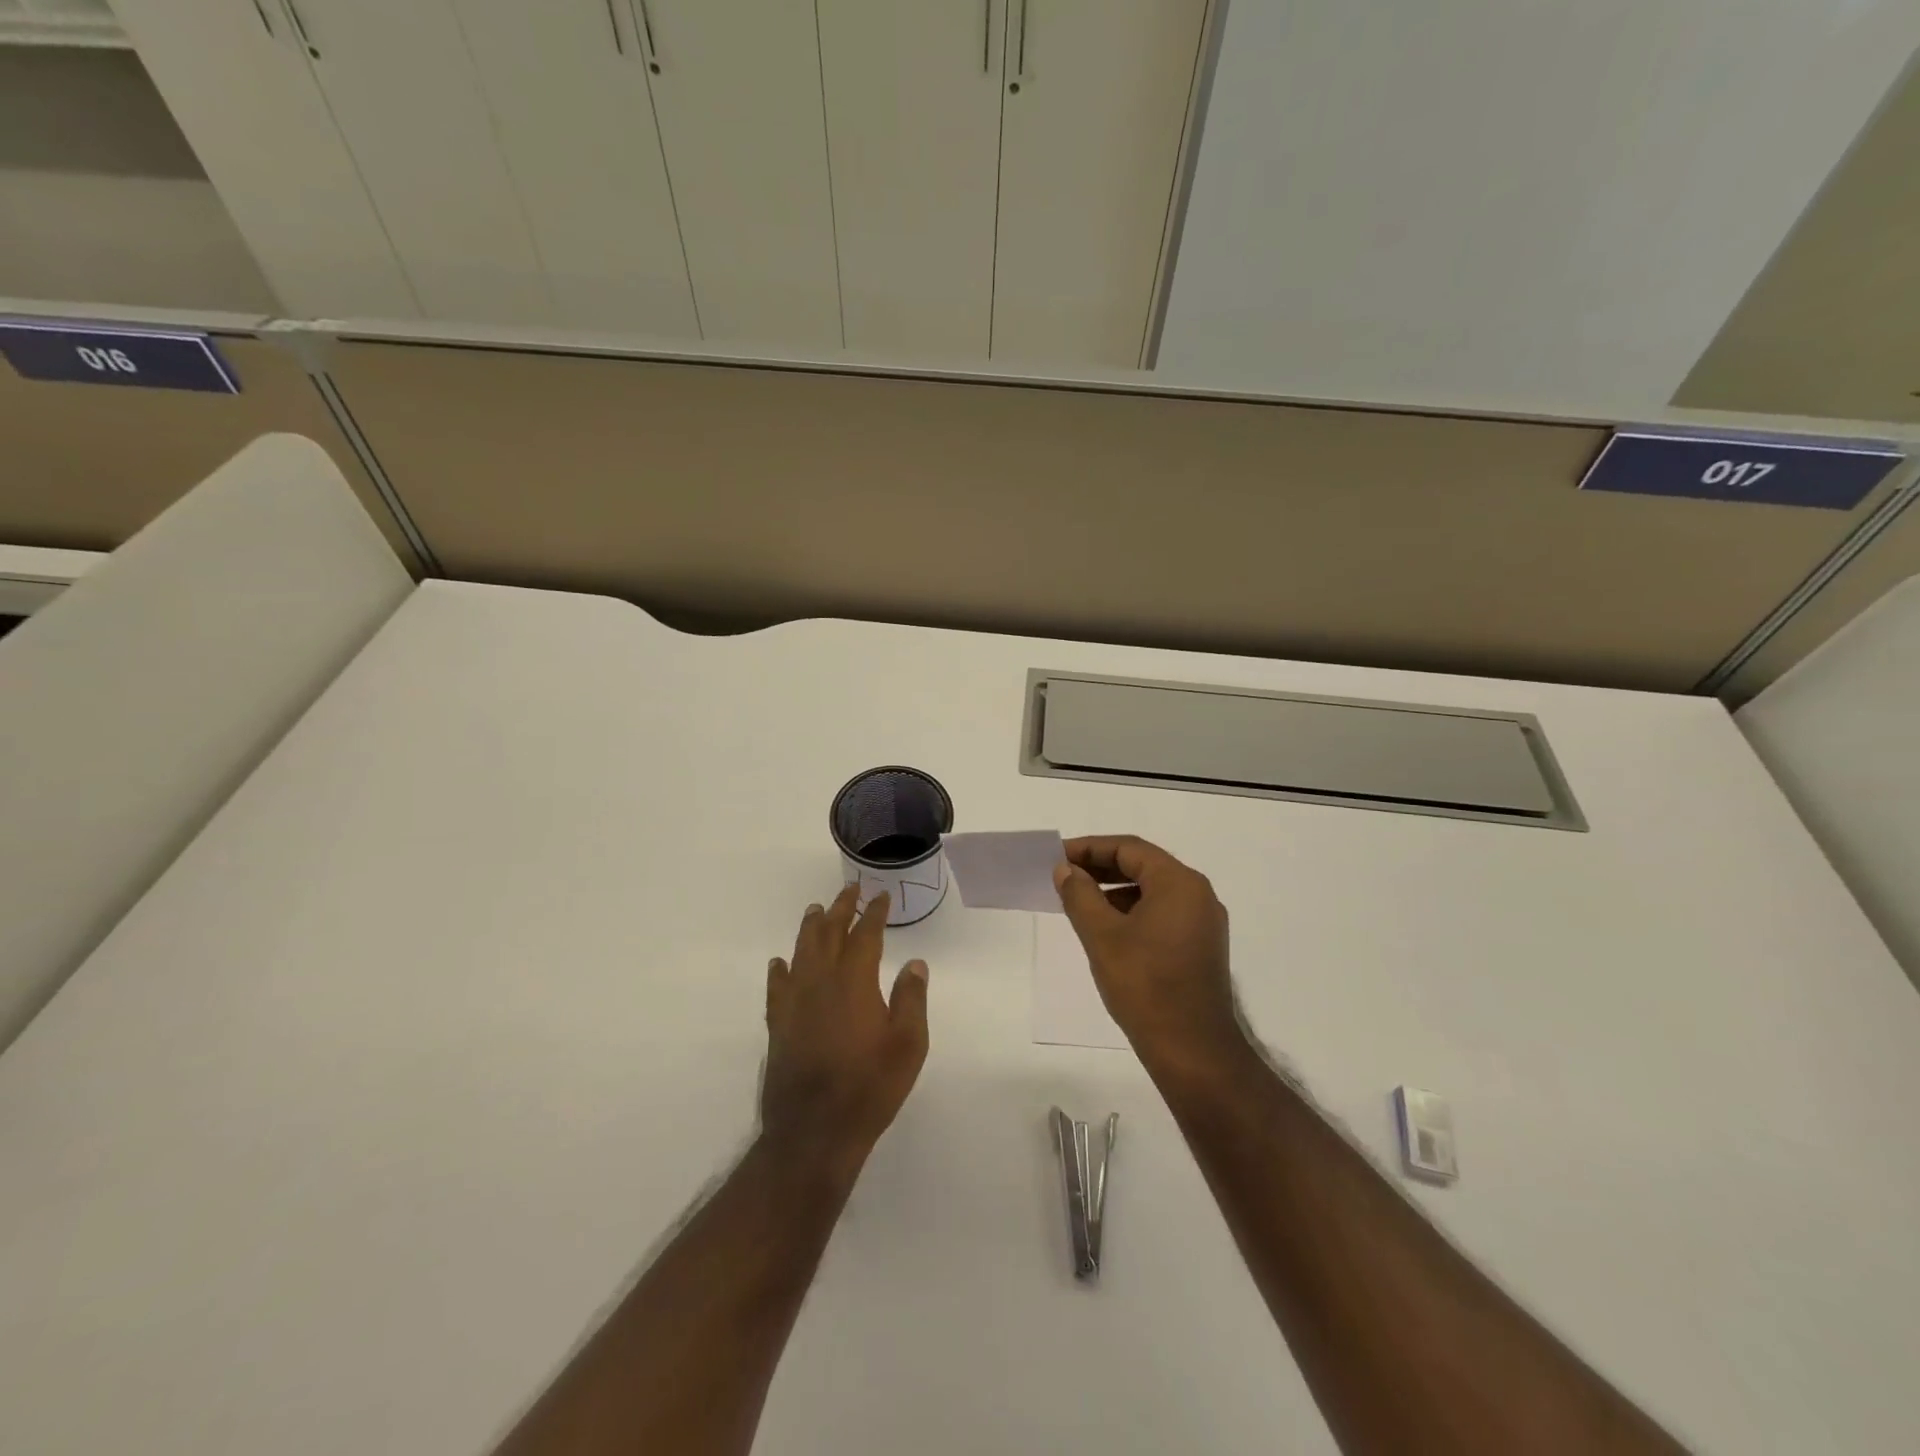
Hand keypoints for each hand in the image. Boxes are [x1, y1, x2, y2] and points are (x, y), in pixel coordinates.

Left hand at [762, 883, 929, 1167]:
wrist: (814, 1131)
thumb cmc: (870, 1086)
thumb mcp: (908, 1044)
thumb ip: (911, 999)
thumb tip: (915, 963)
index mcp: (854, 981)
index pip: (865, 935)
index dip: (873, 914)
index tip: (880, 897)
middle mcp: (821, 982)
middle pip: (828, 934)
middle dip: (840, 909)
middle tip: (849, 889)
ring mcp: (795, 1002)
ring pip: (801, 952)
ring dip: (810, 928)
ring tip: (816, 910)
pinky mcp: (778, 1025)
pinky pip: (777, 987)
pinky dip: (780, 970)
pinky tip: (780, 963)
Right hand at [1053, 835, 1245, 1077]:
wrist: (1192, 1050)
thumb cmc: (1145, 985)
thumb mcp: (1102, 936)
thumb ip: (1080, 895)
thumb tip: (1065, 870)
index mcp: (1180, 883)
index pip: (1129, 849)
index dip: (1090, 848)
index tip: (1057, 857)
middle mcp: (1198, 894)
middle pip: (1144, 866)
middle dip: (1101, 867)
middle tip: (1064, 876)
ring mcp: (1203, 922)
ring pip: (1153, 891)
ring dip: (1115, 890)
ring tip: (1079, 902)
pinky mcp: (1201, 946)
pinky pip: (1163, 913)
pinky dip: (1133, 911)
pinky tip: (1107, 928)